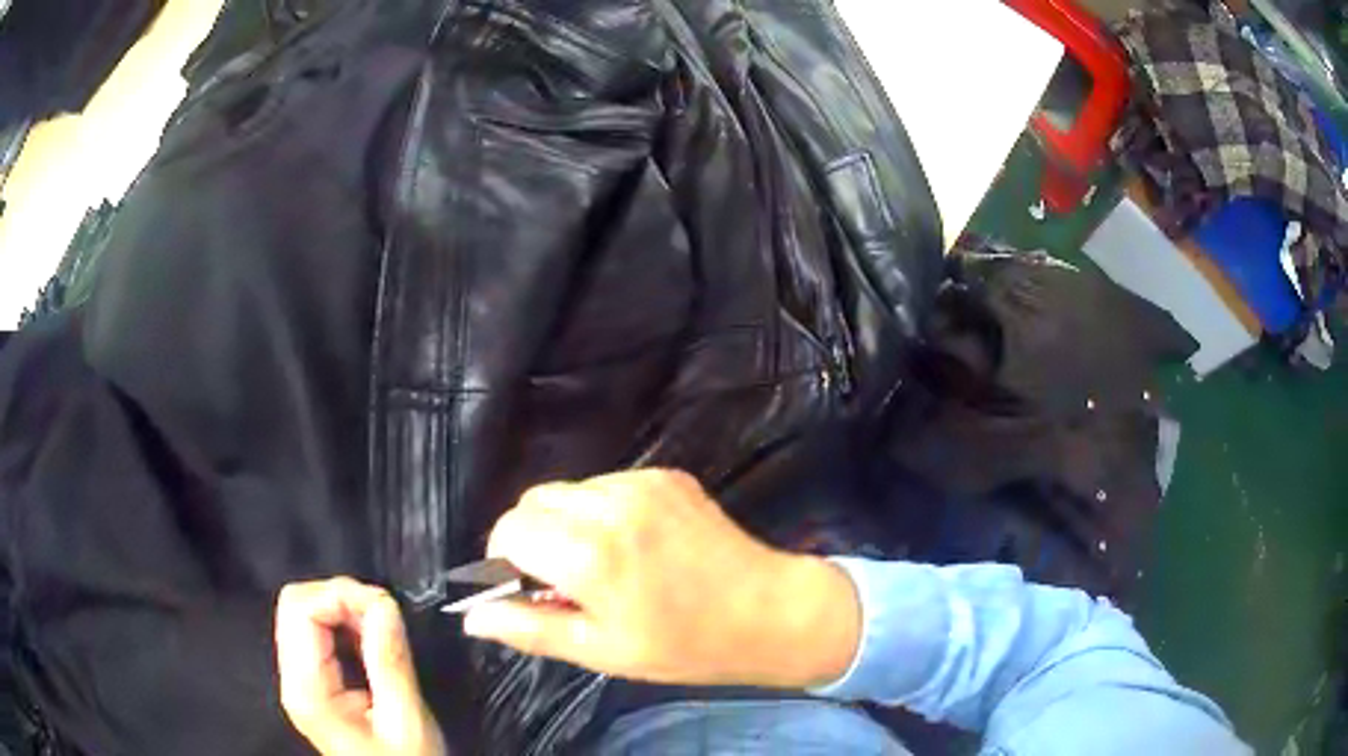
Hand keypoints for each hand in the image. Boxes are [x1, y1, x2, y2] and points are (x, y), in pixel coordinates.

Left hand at [276, 578, 444, 755]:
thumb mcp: (406, 720)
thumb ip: (390, 661)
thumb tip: (384, 603)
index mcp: (308, 690)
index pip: (300, 609)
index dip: (340, 595)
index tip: (384, 607)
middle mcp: (293, 679)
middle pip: (294, 604)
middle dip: (340, 598)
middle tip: (383, 616)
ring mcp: (299, 680)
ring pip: (303, 614)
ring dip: (343, 610)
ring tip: (381, 630)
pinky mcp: (311, 683)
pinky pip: (315, 633)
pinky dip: (343, 625)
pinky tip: (370, 642)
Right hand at [464, 470, 861, 689]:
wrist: (769, 611)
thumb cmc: (685, 644)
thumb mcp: (602, 650)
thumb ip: (530, 629)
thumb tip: (473, 616)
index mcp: (589, 554)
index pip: (508, 531)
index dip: (504, 561)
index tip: (523, 588)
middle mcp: (610, 504)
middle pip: (533, 502)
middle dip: (530, 538)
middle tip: (560, 581)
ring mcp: (642, 482)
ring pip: (568, 491)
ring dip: (565, 524)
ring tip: (600, 565)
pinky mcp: (665, 475)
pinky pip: (606, 485)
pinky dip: (599, 512)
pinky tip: (632, 546)